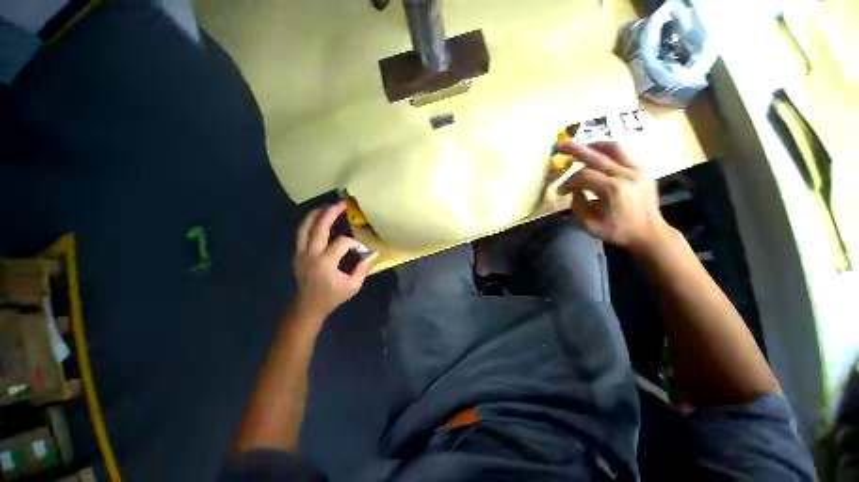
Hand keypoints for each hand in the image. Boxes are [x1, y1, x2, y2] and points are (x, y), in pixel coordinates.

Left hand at [293, 202, 376, 320]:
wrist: (308, 306)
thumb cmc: (332, 297)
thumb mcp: (353, 286)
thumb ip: (363, 268)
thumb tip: (373, 252)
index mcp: (325, 263)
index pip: (342, 242)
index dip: (355, 243)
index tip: (362, 251)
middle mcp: (311, 254)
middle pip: (319, 226)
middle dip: (331, 212)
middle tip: (342, 204)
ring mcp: (301, 252)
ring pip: (305, 226)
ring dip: (317, 214)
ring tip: (328, 206)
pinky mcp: (297, 253)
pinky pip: (301, 233)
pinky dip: (310, 222)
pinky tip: (319, 218)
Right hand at [557, 142, 672, 253]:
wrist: (649, 233)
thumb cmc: (617, 232)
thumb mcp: (589, 225)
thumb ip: (577, 206)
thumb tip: (575, 191)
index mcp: (612, 190)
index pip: (583, 176)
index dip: (568, 182)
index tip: (561, 191)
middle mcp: (626, 175)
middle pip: (596, 156)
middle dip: (575, 150)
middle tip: (560, 147)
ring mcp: (638, 170)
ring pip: (613, 148)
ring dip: (594, 146)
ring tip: (582, 147)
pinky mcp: (643, 170)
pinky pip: (624, 154)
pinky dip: (608, 151)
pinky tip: (599, 154)